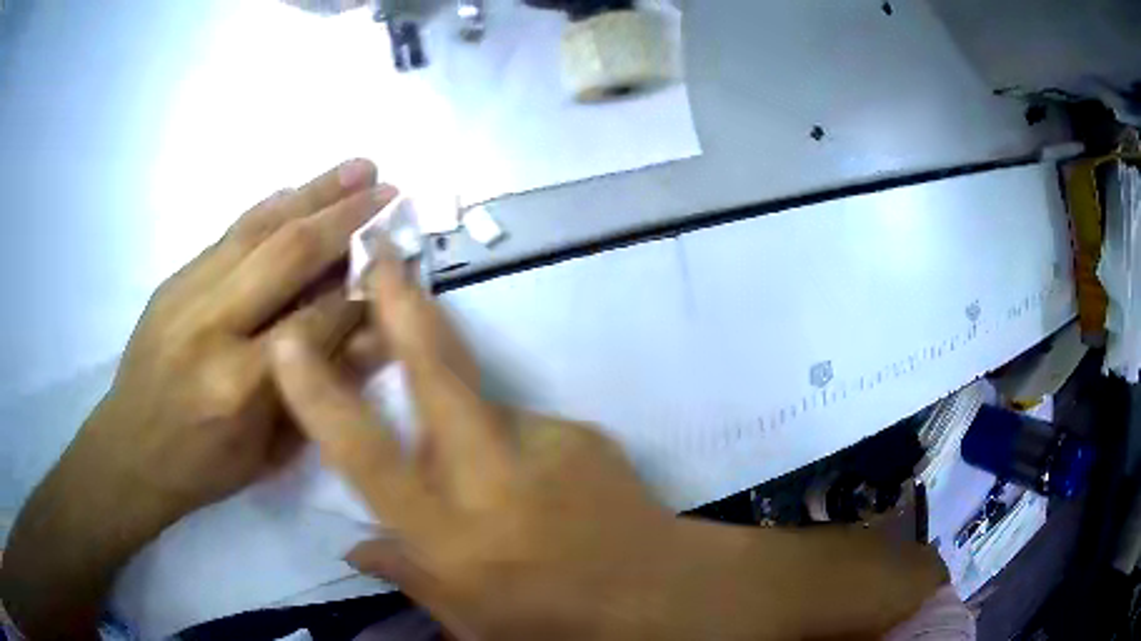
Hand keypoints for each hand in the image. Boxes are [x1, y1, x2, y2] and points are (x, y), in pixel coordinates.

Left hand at [83, 158, 395, 521]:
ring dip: (313, 193)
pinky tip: (297, 190)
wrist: (130, 450)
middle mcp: (213, 326)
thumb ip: (315, 390)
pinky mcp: (174, 279)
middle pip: (289, 255)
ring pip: (259, 229)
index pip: (317, 321)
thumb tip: (364, 334)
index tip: (394, 266)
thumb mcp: (269, 454)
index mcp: (240, 386)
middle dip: (346, 218)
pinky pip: (229, 233)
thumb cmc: (204, 468)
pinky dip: (269, 208)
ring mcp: (187, 294)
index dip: (361, 293)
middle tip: (388, 189)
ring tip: (358, 167)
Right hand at [272, 257, 685, 639]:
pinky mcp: (580, 430)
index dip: (321, 398)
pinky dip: (515, 453)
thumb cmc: (556, 621)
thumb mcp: (470, 620)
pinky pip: (524, 430)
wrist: (655, 592)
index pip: (367, 456)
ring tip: (505, 492)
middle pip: (436, 375)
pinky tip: (542, 494)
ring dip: (468, 424)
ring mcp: (543, 444)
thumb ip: (409, 576)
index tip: (289, 343)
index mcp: (449, 534)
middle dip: (402, 307)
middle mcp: (489, 476)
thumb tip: (355, 546)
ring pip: (481, 406)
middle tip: (381, 254)